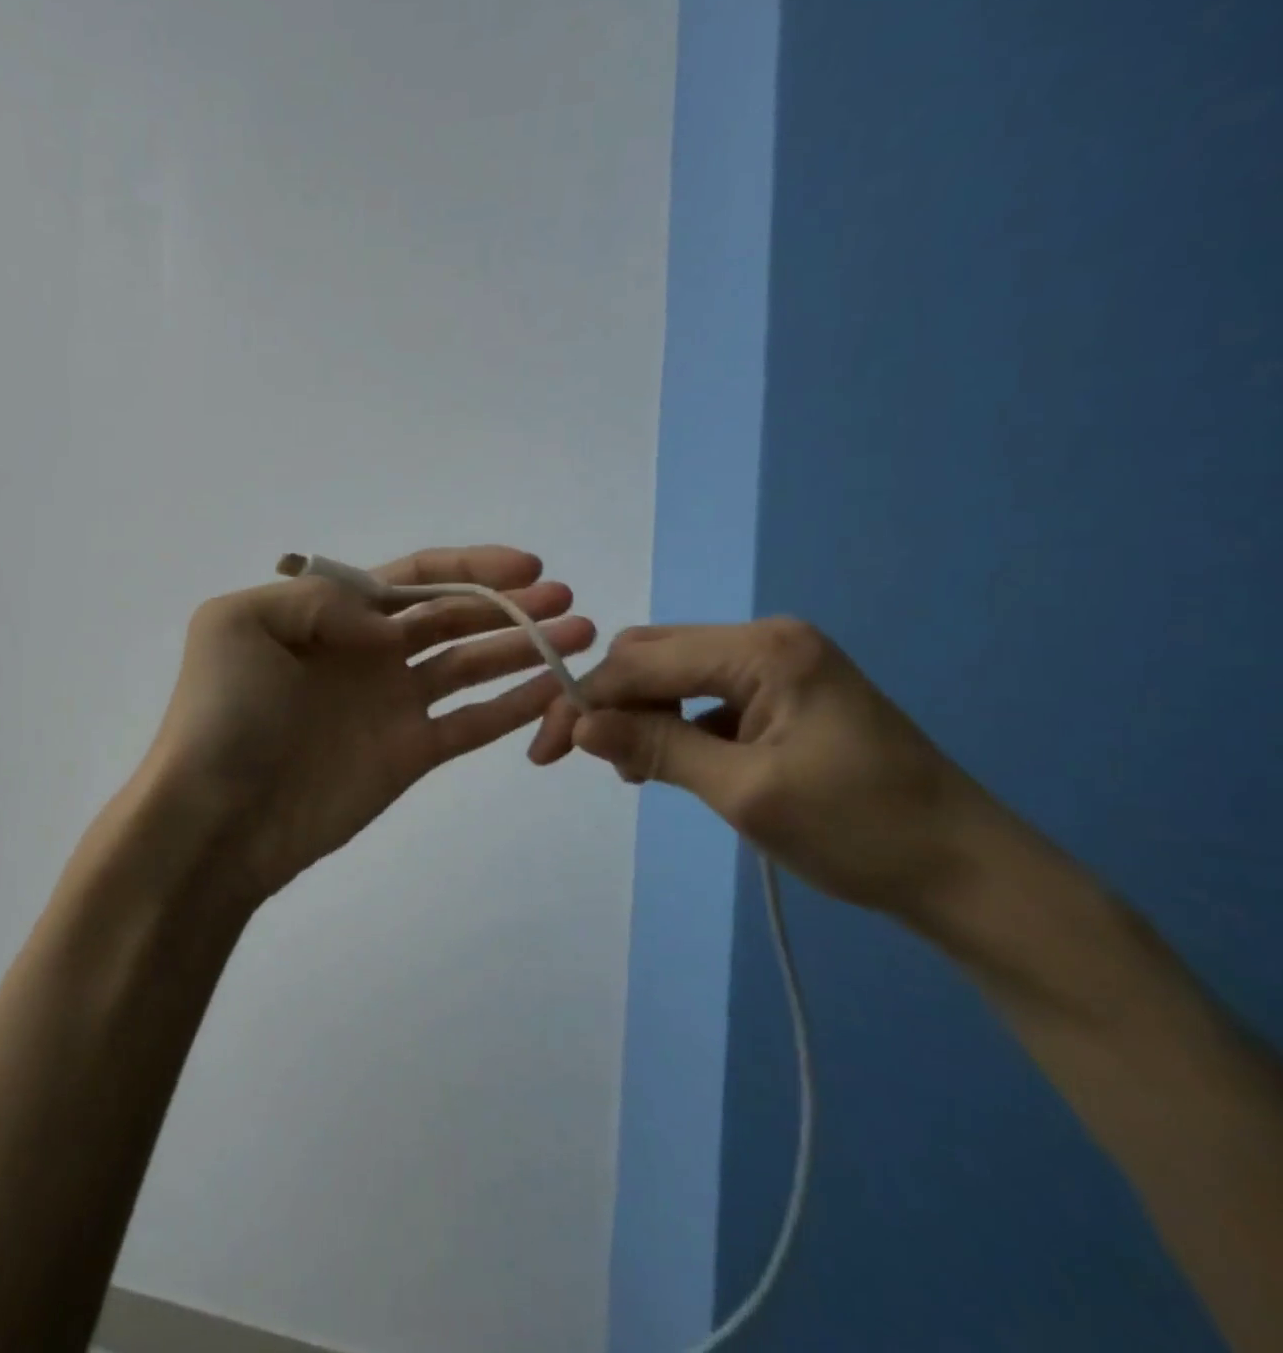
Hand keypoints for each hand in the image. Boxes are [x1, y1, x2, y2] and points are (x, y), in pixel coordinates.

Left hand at [138, 546, 595, 903]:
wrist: (216, 818)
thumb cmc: (224, 716)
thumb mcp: (241, 625)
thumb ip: (319, 602)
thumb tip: (386, 623)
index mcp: (327, 616)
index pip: (409, 579)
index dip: (468, 568)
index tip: (527, 567)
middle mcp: (364, 654)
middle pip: (449, 617)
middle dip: (506, 605)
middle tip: (566, 600)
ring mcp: (390, 705)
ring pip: (469, 665)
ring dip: (522, 648)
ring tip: (578, 633)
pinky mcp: (408, 754)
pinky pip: (471, 723)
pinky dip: (512, 706)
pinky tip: (554, 687)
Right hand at [529, 618, 999, 924]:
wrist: (971, 875)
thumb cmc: (860, 832)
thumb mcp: (744, 792)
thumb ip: (655, 748)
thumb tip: (577, 726)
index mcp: (763, 649)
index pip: (642, 661)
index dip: (584, 700)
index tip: (544, 751)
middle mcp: (767, 640)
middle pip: (653, 656)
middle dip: (605, 701)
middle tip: (572, 757)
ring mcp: (778, 665)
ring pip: (673, 674)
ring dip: (637, 714)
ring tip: (625, 769)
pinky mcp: (783, 694)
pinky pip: (703, 695)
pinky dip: (671, 723)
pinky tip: (663, 761)